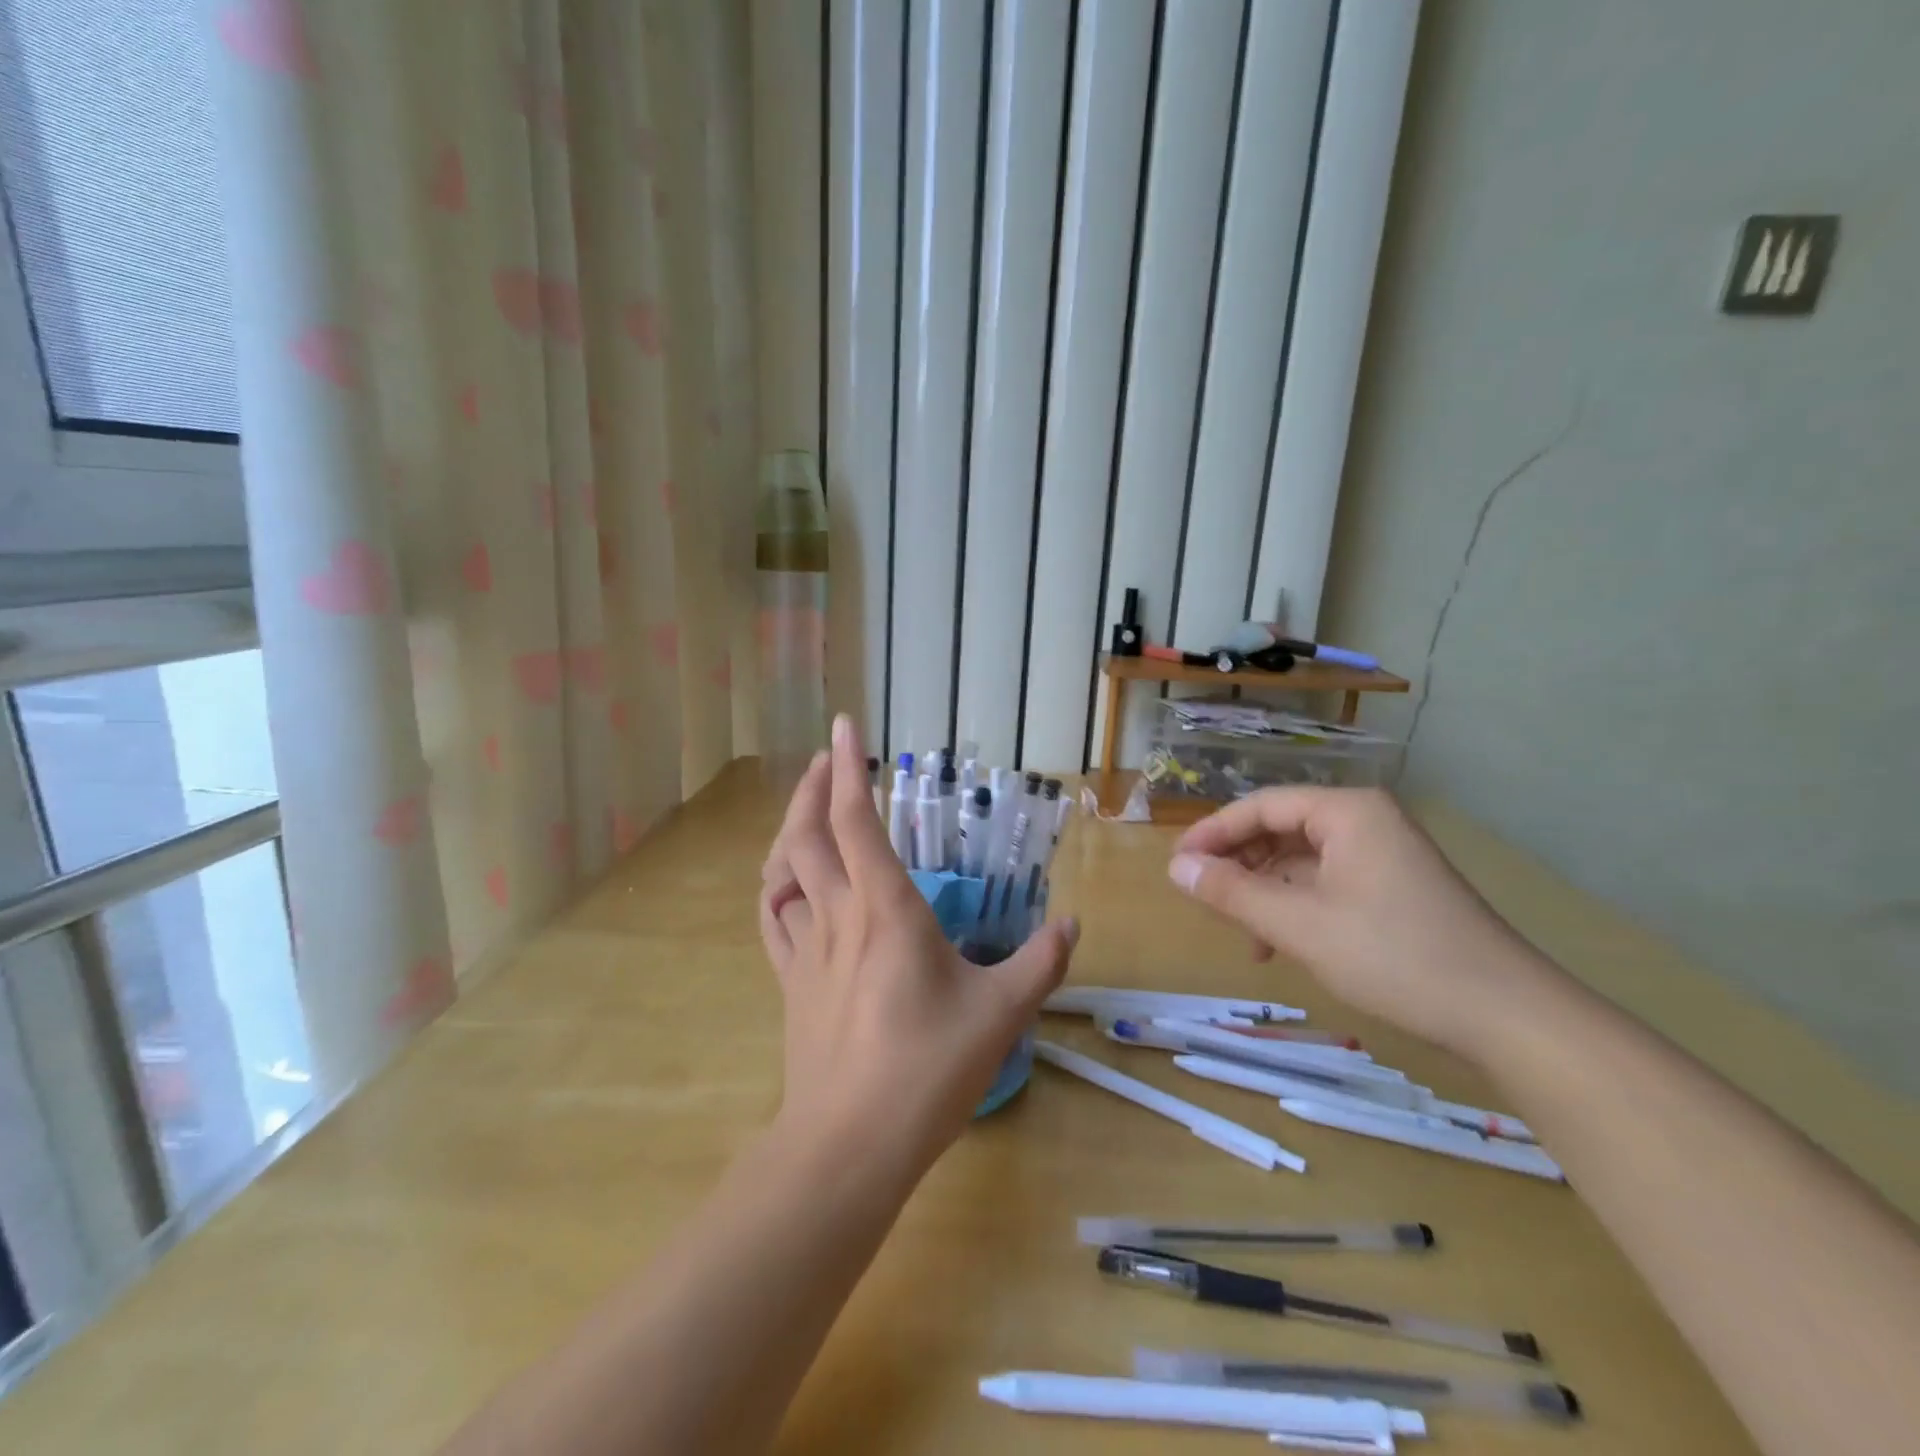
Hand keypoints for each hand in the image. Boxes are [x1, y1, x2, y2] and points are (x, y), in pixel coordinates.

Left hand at [759, 715, 1077, 1174]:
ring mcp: (805, 949)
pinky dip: (774, 887)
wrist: (849, 1144)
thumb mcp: (1000, 1014)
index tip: (843, 726)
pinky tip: (784, 885)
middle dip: (814, 786)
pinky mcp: (790, 983)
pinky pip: (772, 920)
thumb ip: (1040, 963)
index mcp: (885, 908)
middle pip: (807, 834)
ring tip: (806, 810)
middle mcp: (838, 915)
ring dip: (789, 830)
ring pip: (781, 871)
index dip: (848, 768)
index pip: (856, 820)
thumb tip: (1071, 925)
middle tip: (828, 757)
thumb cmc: (927, 1071)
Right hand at [1166, 787, 1550, 1058]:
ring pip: (1300, 859)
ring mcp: (1383, 855)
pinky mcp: (1394, 888)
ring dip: (1263, 890)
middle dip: (1238, 863)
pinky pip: (1326, 882)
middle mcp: (1365, 821)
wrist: (1506, 1015)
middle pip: (1280, 828)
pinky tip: (1278, 943)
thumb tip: (1175, 867)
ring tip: (1239, 930)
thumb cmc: (1394, 956)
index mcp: (1346, 811)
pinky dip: (1294, 905)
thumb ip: (1232, 892)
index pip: (1260, 806)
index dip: (1212, 833)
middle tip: (1203, 897)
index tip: (1177, 865)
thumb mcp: (1298, 925)